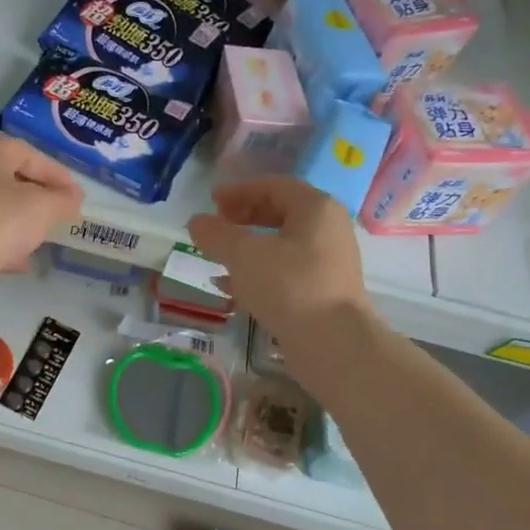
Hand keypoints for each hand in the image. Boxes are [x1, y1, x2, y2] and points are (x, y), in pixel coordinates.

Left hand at [0, 136, 83, 309]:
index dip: (56, 175)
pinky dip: (4, 245)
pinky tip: (22, 262)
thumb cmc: (0, 219)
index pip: (29, 154)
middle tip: (60, 215)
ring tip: (45, 239)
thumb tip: (72, 198)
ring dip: (21, 224)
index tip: (76, 196)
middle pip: (10, 181)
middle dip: (38, 199)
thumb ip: (64, 200)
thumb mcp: (44, 206)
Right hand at [187, 177, 370, 339]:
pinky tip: (231, 286)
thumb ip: (216, 234)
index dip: (240, 190)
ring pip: (281, 244)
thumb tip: (197, 222)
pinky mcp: (321, 290)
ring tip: (218, 255)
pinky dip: (257, 270)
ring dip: (248, 245)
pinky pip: (285, 270)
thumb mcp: (243, 255)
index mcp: (315, 208)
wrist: (332, 343)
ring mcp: (328, 262)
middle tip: (217, 224)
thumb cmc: (289, 286)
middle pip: (280, 212)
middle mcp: (327, 229)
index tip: (212, 200)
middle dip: (244, 216)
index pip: (274, 186)